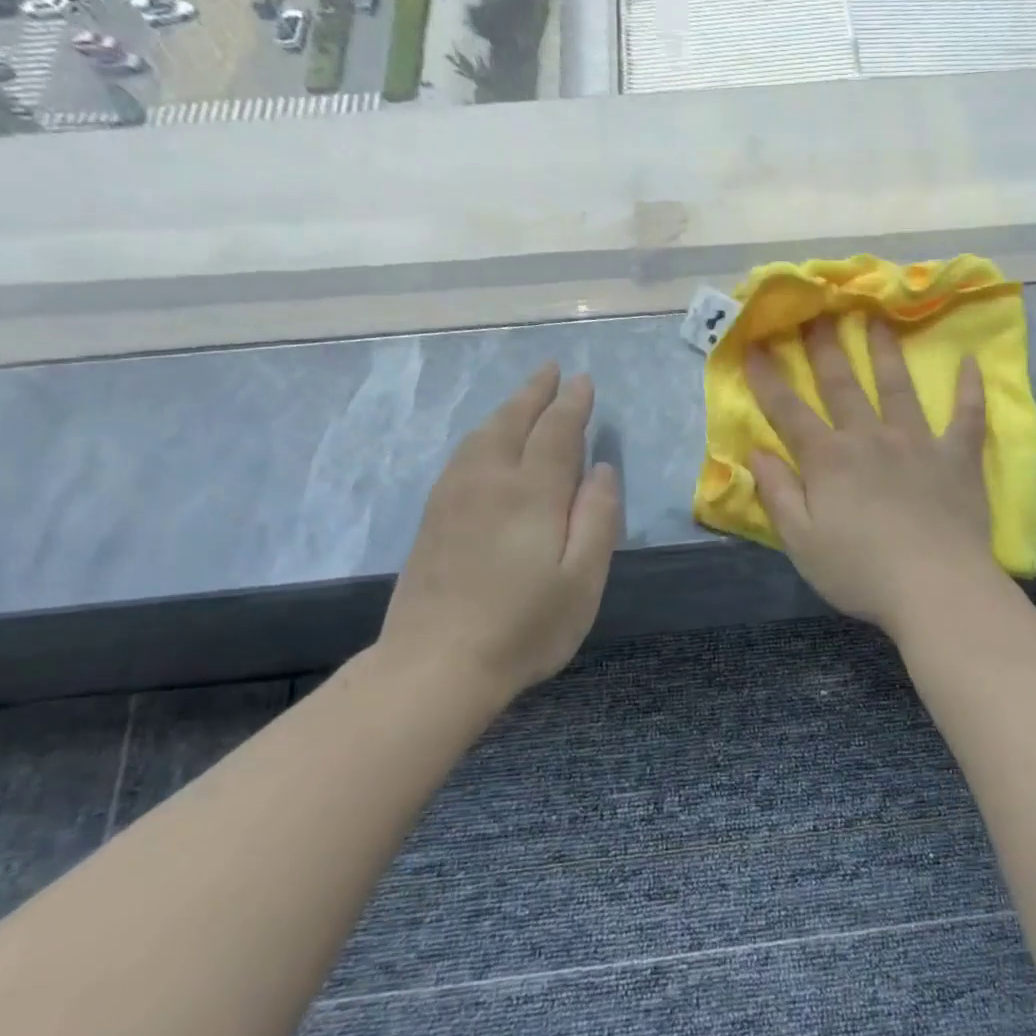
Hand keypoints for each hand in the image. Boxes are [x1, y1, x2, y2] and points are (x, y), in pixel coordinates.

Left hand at [376, 364, 619, 709]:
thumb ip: (597, 518)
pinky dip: (481, 435)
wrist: (436, 664)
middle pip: (513, 422)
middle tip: (552, 370)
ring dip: (506, 409)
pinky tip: (485, 442)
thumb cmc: (525, 627)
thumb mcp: (583, 579)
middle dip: (536, 393)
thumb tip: (602, 470)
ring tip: (523, 398)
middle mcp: (490, 482)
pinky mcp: (433, 518)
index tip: (583, 381)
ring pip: (482, 435)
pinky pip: (461, 456)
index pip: (557, 432)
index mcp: (532, 493)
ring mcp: (454, 498)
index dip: (572, 405)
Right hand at [746, 317, 997, 633]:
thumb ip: (777, 494)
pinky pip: (967, 415)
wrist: (936, 587)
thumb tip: (757, 451)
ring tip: (879, 318)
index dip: (768, 378)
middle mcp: (870, 438)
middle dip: (825, 347)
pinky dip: (970, 388)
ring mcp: (918, 443)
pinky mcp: (957, 457)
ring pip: (899, 387)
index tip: (753, 345)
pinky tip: (972, 361)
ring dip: (886, 351)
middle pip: (843, 384)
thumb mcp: (801, 542)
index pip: (789, 411)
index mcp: (829, 460)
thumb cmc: (861, 571)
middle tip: (819, 309)